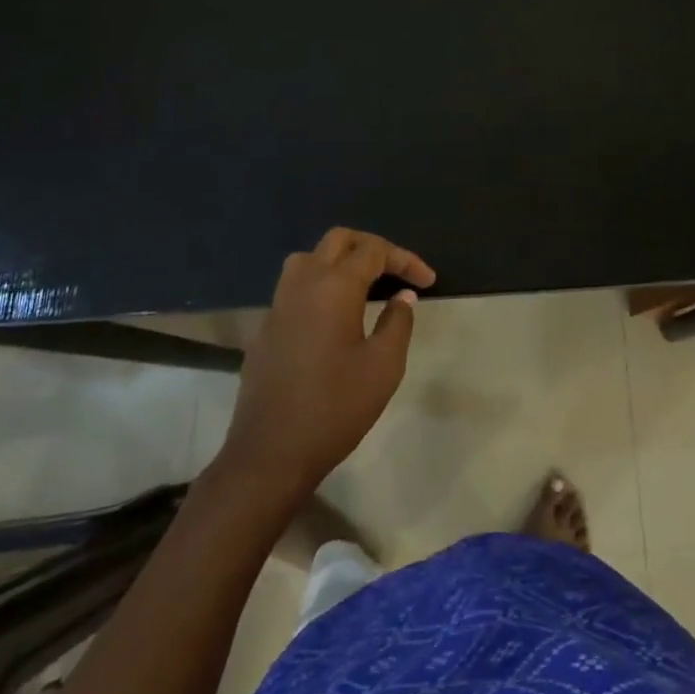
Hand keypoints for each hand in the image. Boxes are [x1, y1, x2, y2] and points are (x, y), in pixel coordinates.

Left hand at [216, 228, 435, 504]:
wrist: (270, 453)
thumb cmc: (335, 407)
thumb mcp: (383, 367)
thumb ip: (398, 323)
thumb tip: (402, 295)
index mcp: (334, 287)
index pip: (374, 252)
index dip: (405, 260)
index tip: (428, 280)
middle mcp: (303, 283)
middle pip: (339, 240)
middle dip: (372, 247)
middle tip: (397, 271)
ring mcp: (279, 304)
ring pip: (310, 257)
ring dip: (340, 260)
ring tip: (365, 284)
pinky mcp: (266, 326)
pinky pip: (295, 286)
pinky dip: (320, 284)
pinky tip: (335, 314)